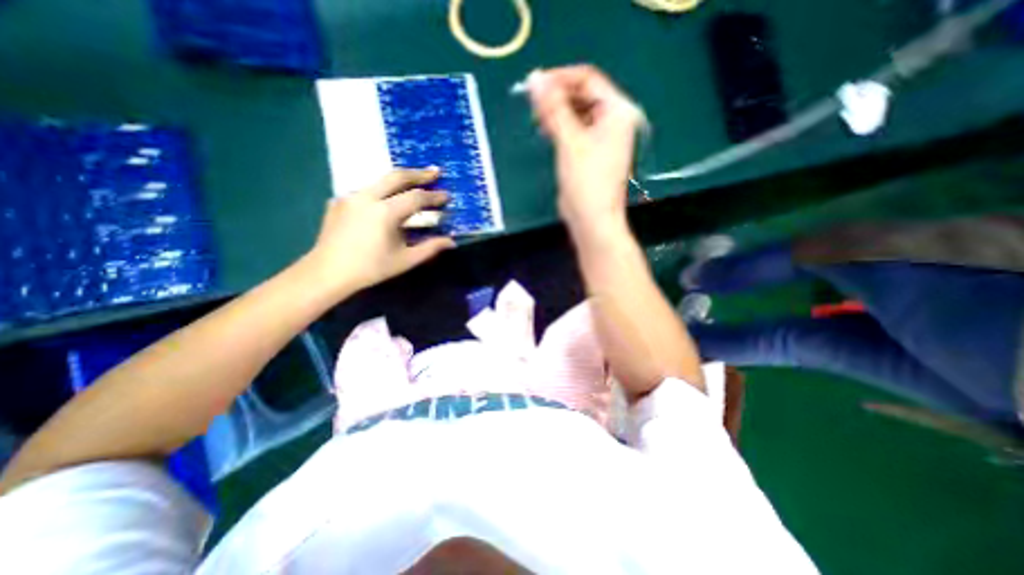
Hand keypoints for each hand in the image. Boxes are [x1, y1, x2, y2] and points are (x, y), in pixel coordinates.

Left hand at [300, 169, 450, 296]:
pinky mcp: (339, 201)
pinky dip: (383, 191)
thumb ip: (430, 248)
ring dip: (400, 180)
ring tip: (415, 182)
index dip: (434, 196)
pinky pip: (366, 191)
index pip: (416, 197)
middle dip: (419, 173)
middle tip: (435, 172)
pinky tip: (388, 199)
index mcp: (385, 212)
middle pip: (397, 176)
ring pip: (380, 180)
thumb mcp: (406, 260)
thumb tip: (451, 241)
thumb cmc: (371, 268)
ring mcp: (351, 197)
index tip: (447, 196)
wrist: (328, 273)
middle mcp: (367, 197)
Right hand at [531, 66, 641, 235]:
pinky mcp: (592, 153)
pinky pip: (575, 130)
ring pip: (577, 113)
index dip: (560, 78)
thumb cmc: (586, 180)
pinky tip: (546, 131)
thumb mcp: (569, 141)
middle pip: (583, 95)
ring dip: (557, 113)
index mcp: (618, 111)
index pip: (587, 79)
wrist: (592, 220)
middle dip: (557, 97)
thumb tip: (535, 78)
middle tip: (532, 105)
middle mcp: (614, 120)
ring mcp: (603, 138)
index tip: (533, 85)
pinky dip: (561, 128)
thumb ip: (553, 108)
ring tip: (537, 120)